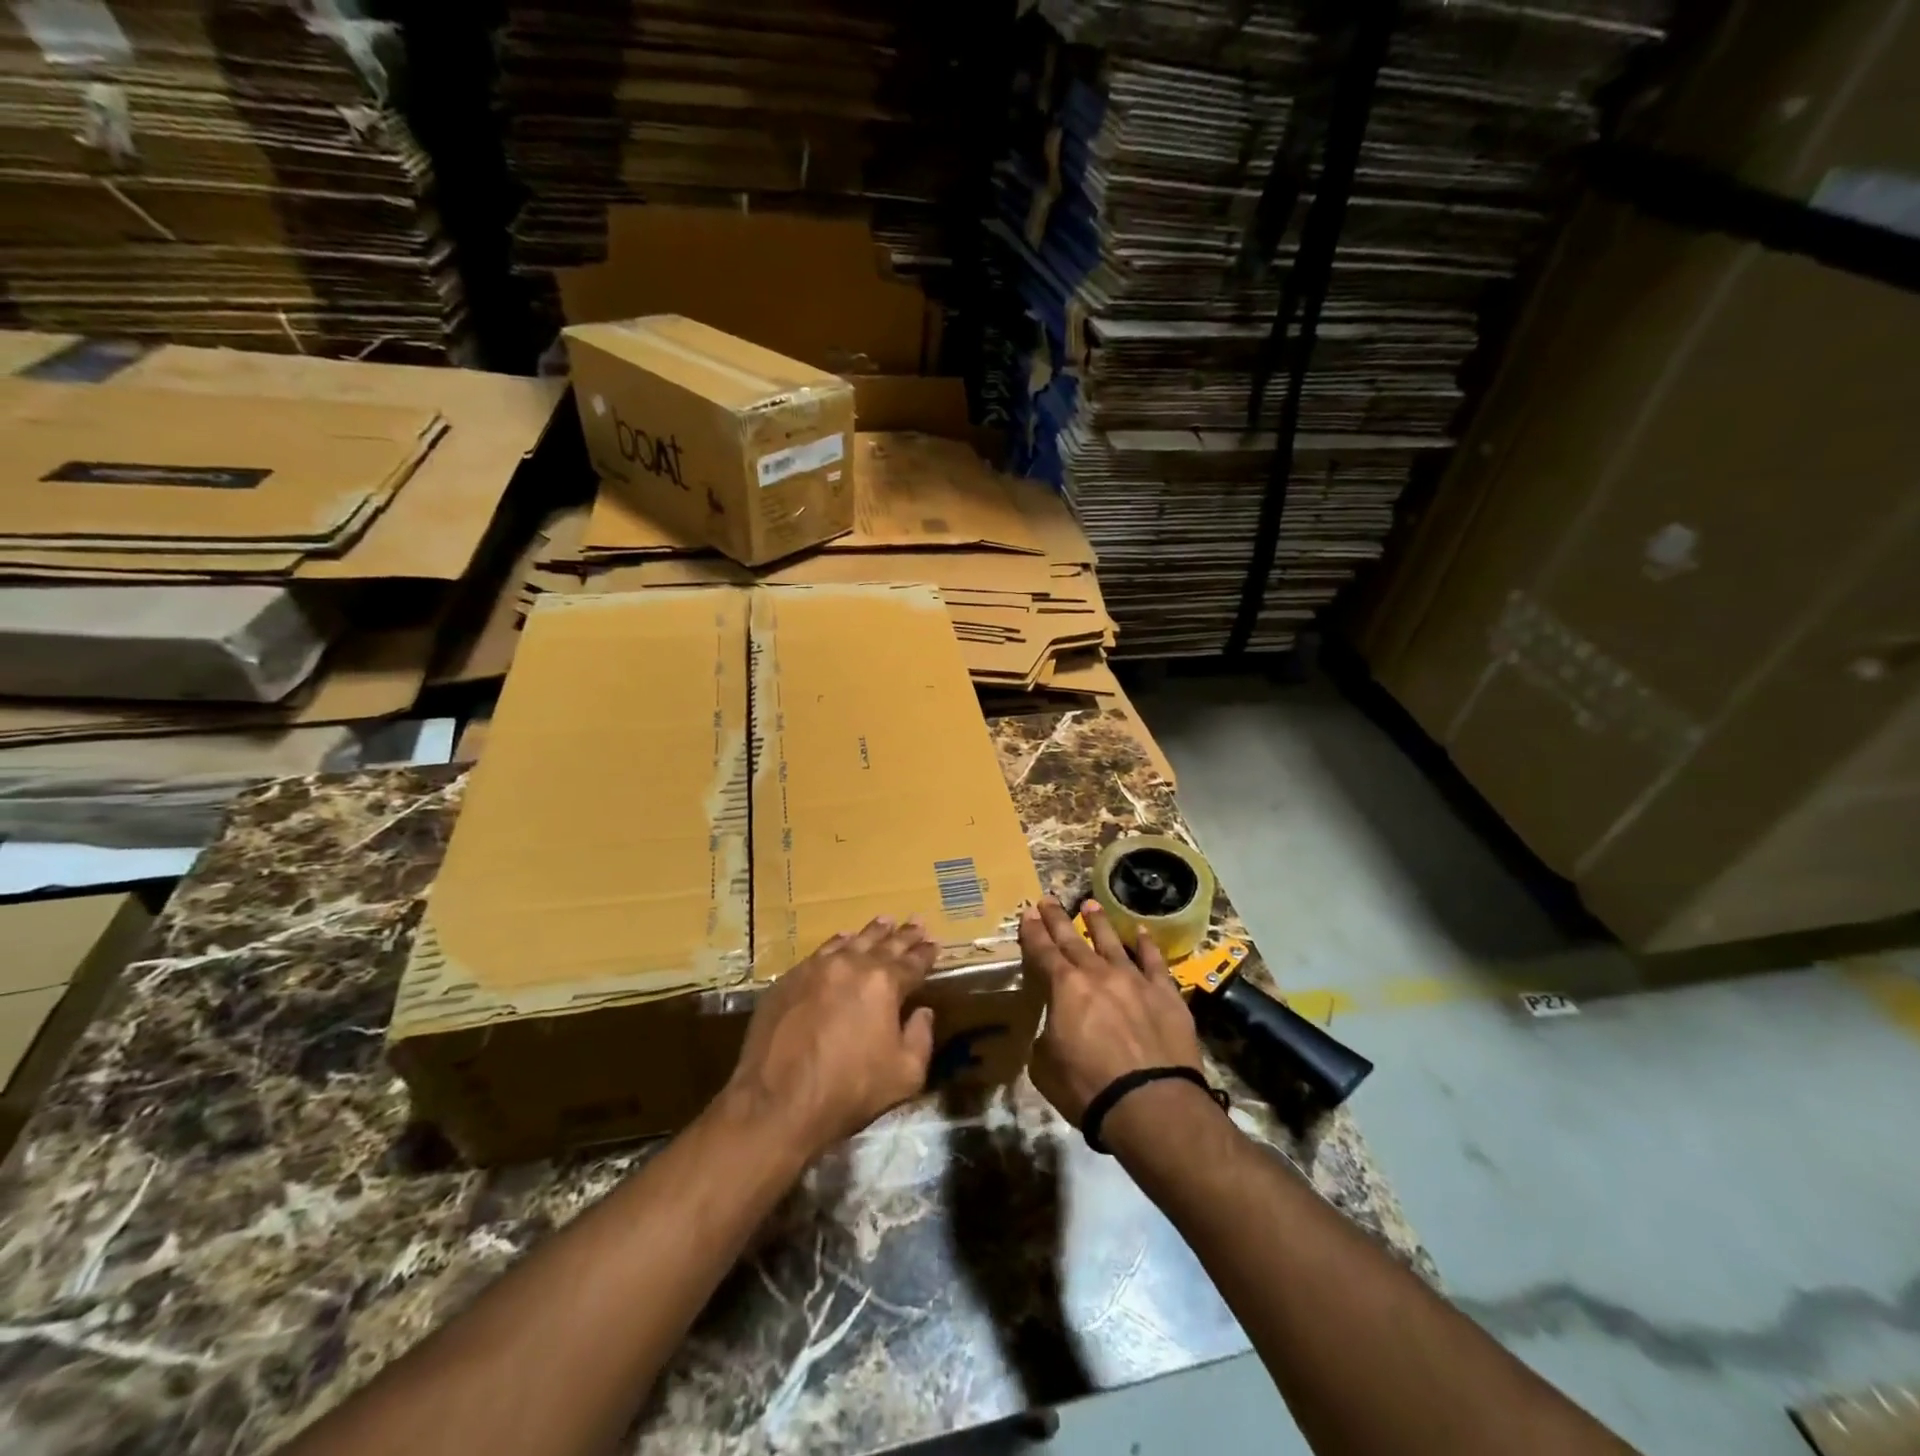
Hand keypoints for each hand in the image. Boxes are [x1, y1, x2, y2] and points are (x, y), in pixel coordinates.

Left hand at [723, 915, 937, 1157]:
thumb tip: (922, 1012)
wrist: (777, 1102)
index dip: (926, 953)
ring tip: (884, 921)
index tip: (934, 944)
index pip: (912, 962)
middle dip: (903, 935)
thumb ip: (920, 1038)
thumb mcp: (904, 1074)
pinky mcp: (789, 979)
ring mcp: (816, 968)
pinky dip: (837, 943)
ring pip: (851, 942)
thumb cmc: (848, 1091)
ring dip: (871, 933)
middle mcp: (851, 965)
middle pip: (884, 944)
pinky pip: (820, 952)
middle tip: (916, 922)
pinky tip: (842, 940)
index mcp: (884, 983)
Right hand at [1019, 896, 1203, 1124]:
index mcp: (1065, 988)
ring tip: (1089, 904)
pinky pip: (1154, 962)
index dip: (1033, 932)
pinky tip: (1142, 932)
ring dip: (1099, 922)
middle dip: (1058, 919)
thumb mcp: (1045, 1067)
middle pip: (1074, 940)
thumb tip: (1055, 1030)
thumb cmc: (1088, 1088)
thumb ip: (1047, 1038)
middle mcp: (1098, 974)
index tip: (1028, 912)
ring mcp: (1135, 980)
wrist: (1150, 1103)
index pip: (1043, 952)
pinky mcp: (1166, 994)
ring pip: (1113, 942)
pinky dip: (1147, 945)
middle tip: (1048, 899)